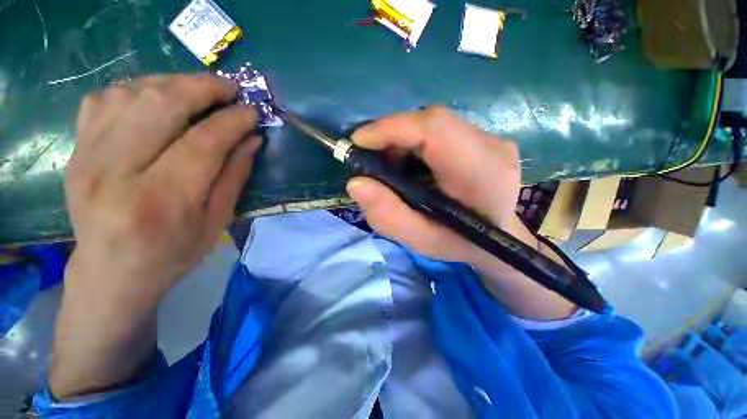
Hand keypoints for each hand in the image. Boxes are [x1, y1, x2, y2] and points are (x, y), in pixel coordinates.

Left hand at [53, 74, 260, 398]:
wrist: (111, 272)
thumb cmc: (173, 254)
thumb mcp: (217, 221)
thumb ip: (234, 176)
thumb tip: (252, 138)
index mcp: (161, 201)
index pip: (203, 143)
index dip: (233, 121)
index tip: (253, 111)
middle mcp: (116, 173)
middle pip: (160, 106)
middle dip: (203, 88)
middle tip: (230, 89)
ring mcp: (87, 157)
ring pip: (130, 93)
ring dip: (172, 84)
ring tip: (198, 92)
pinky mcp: (76, 150)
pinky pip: (104, 99)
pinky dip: (137, 89)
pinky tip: (157, 99)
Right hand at [346, 106, 522, 264]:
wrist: (499, 240)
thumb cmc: (461, 244)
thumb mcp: (422, 241)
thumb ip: (389, 216)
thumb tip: (356, 184)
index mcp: (481, 173)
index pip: (434, 128)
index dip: (391, 128)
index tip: (358, 141)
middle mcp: (492, 145)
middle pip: (431, 121)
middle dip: (392, 135)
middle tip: (372, 160)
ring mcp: (492, 139)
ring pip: (434, 123)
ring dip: (402, 140)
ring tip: (389, 165)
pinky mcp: (484, 139)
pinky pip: (441, 130)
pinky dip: (416, 142)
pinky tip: (409, 164)